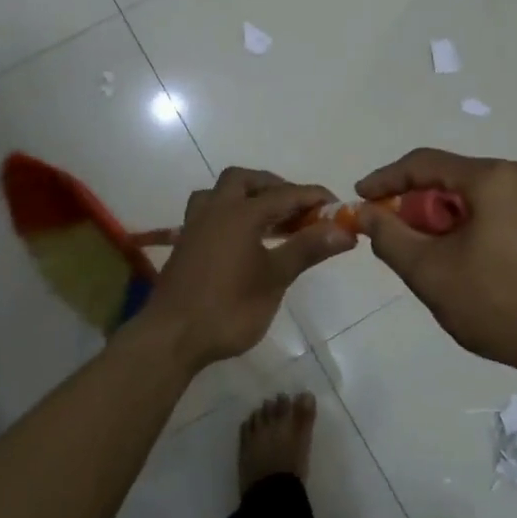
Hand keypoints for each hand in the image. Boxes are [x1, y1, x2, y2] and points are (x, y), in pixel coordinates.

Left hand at [140, 168, 355, 371]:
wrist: (172, 337)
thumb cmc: (229, 308)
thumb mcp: (275, 279)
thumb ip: (307, 249)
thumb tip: (344, 230)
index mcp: (240, 213)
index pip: (285, 194)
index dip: (313, 197)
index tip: (337, 206)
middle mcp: (215, 209)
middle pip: (245, 181)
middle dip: (274, 187)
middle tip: (297, 209)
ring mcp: (195, 225)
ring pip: (221, 193)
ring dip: (247, 196)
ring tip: (270, 219)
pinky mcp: (185, 243)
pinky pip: (209, 212)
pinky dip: (230, 213)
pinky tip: (244, 239)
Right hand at [356, 149, 516, 381]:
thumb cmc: (501, 303)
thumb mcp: (431, 272)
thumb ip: (389, 237)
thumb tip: (364, 212)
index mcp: (493, 177)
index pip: (423, 163)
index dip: (384, 180)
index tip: (357, 200)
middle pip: (447, 180)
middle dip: (412, 208)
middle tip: (390, 240)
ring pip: (467, 200)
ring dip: (437, 223)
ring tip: (422, 260)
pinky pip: (488, 214)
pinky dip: (462, 231)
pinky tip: (455, 265)